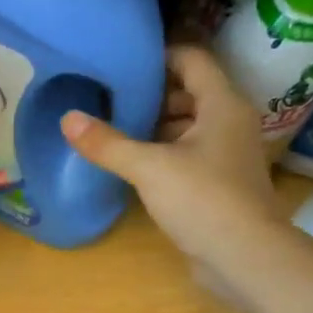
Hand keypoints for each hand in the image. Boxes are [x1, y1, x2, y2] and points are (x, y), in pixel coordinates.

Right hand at [63, 45, 286, 302]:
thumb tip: (67, 118)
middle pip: (191, 93)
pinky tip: (137, 166)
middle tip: (112, 99)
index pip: (192, 60)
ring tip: (117, 130)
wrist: (245, 256)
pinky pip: (191, 156)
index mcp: (222, 104)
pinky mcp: (221, 184)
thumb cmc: (203, 200)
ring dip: (158, 127)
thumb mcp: (149, 168)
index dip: (159, 56)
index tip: (123, 64)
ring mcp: (229, 155)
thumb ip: (108, 143)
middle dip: (153, 95)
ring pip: (190, 127)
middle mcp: (231, 123)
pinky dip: (166, 154)